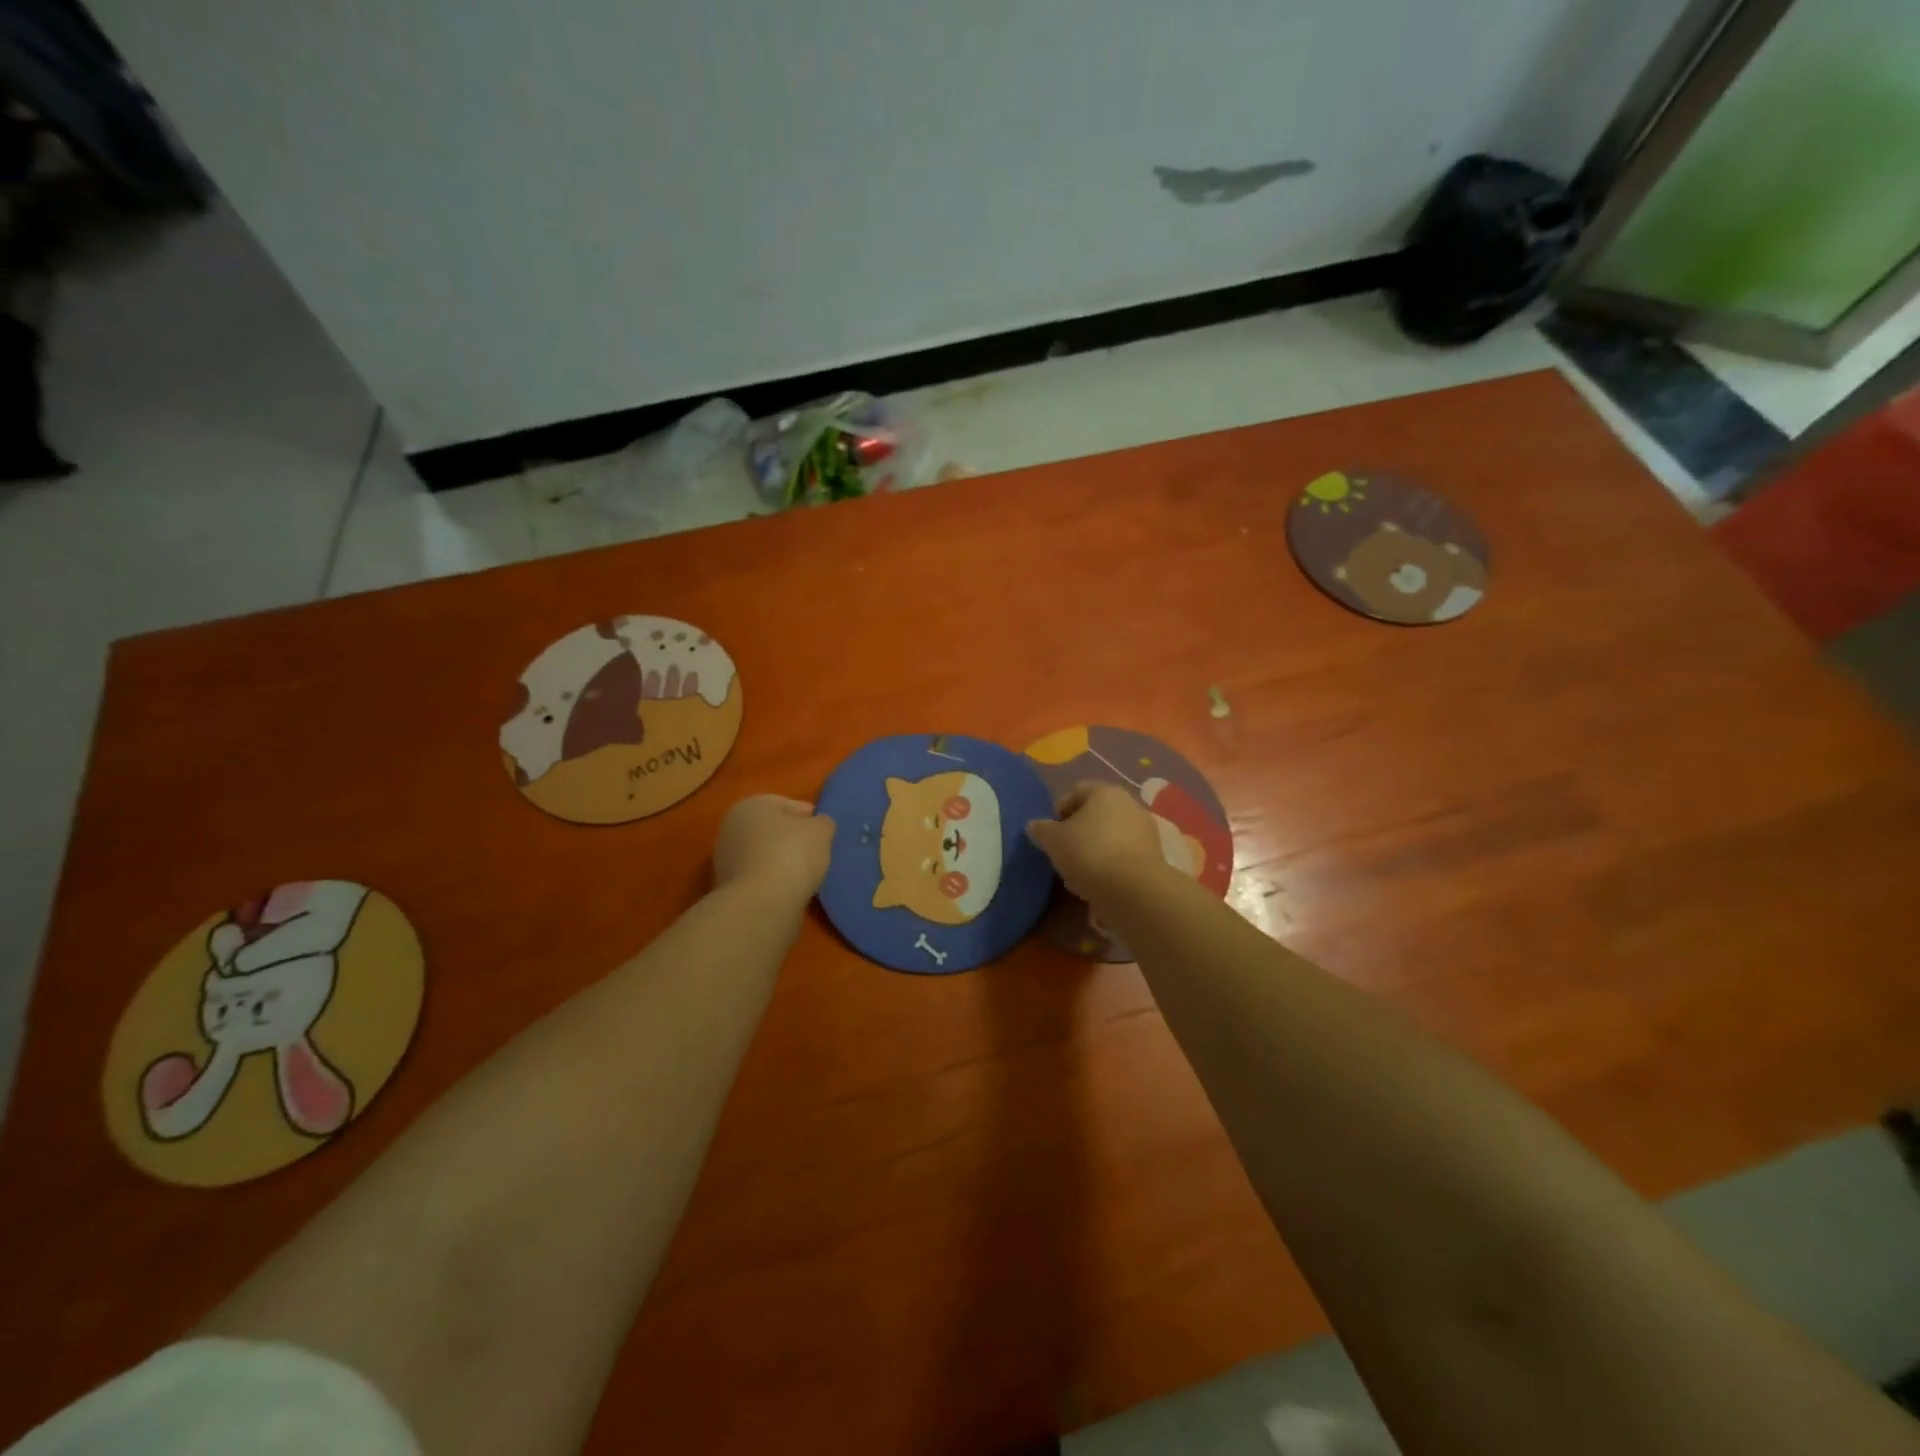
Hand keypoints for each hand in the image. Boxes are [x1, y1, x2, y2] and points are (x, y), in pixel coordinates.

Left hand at [713, 795, 834, 909]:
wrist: (761, 903)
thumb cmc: (792, 853)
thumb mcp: (821, 830)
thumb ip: (822, 823)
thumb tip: (818, 826)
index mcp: (750, 805)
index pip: (784, 804)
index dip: (807, 815)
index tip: (823, 829)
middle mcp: (731, 828)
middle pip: (770, 829)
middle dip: (791, 838)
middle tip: (816, 850)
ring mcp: (726, 859)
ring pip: (763, 854)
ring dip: (781, 860)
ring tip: (806, 873)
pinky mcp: (728, 888)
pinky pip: (759, 877)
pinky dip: (773, 880)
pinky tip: (791, 888)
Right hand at [1026, 782, 1167, 905]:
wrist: (1134, 890)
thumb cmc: (1089, 853)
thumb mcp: (1053, 840)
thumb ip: (1041, 830)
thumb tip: (1035, 826)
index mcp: (1106, 792)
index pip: (1076, 791)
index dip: (1059, 809)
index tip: (1049, 832)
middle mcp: (1129, 805)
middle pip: (1095, 814)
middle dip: (1077, 831)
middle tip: (1062, 852)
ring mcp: (1145, 831)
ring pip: (1110, 836)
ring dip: (1093, 849)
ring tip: (1077, 872)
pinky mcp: (1153, 857)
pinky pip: (1122, 855)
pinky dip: (1109, 865)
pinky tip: (1096, 883)